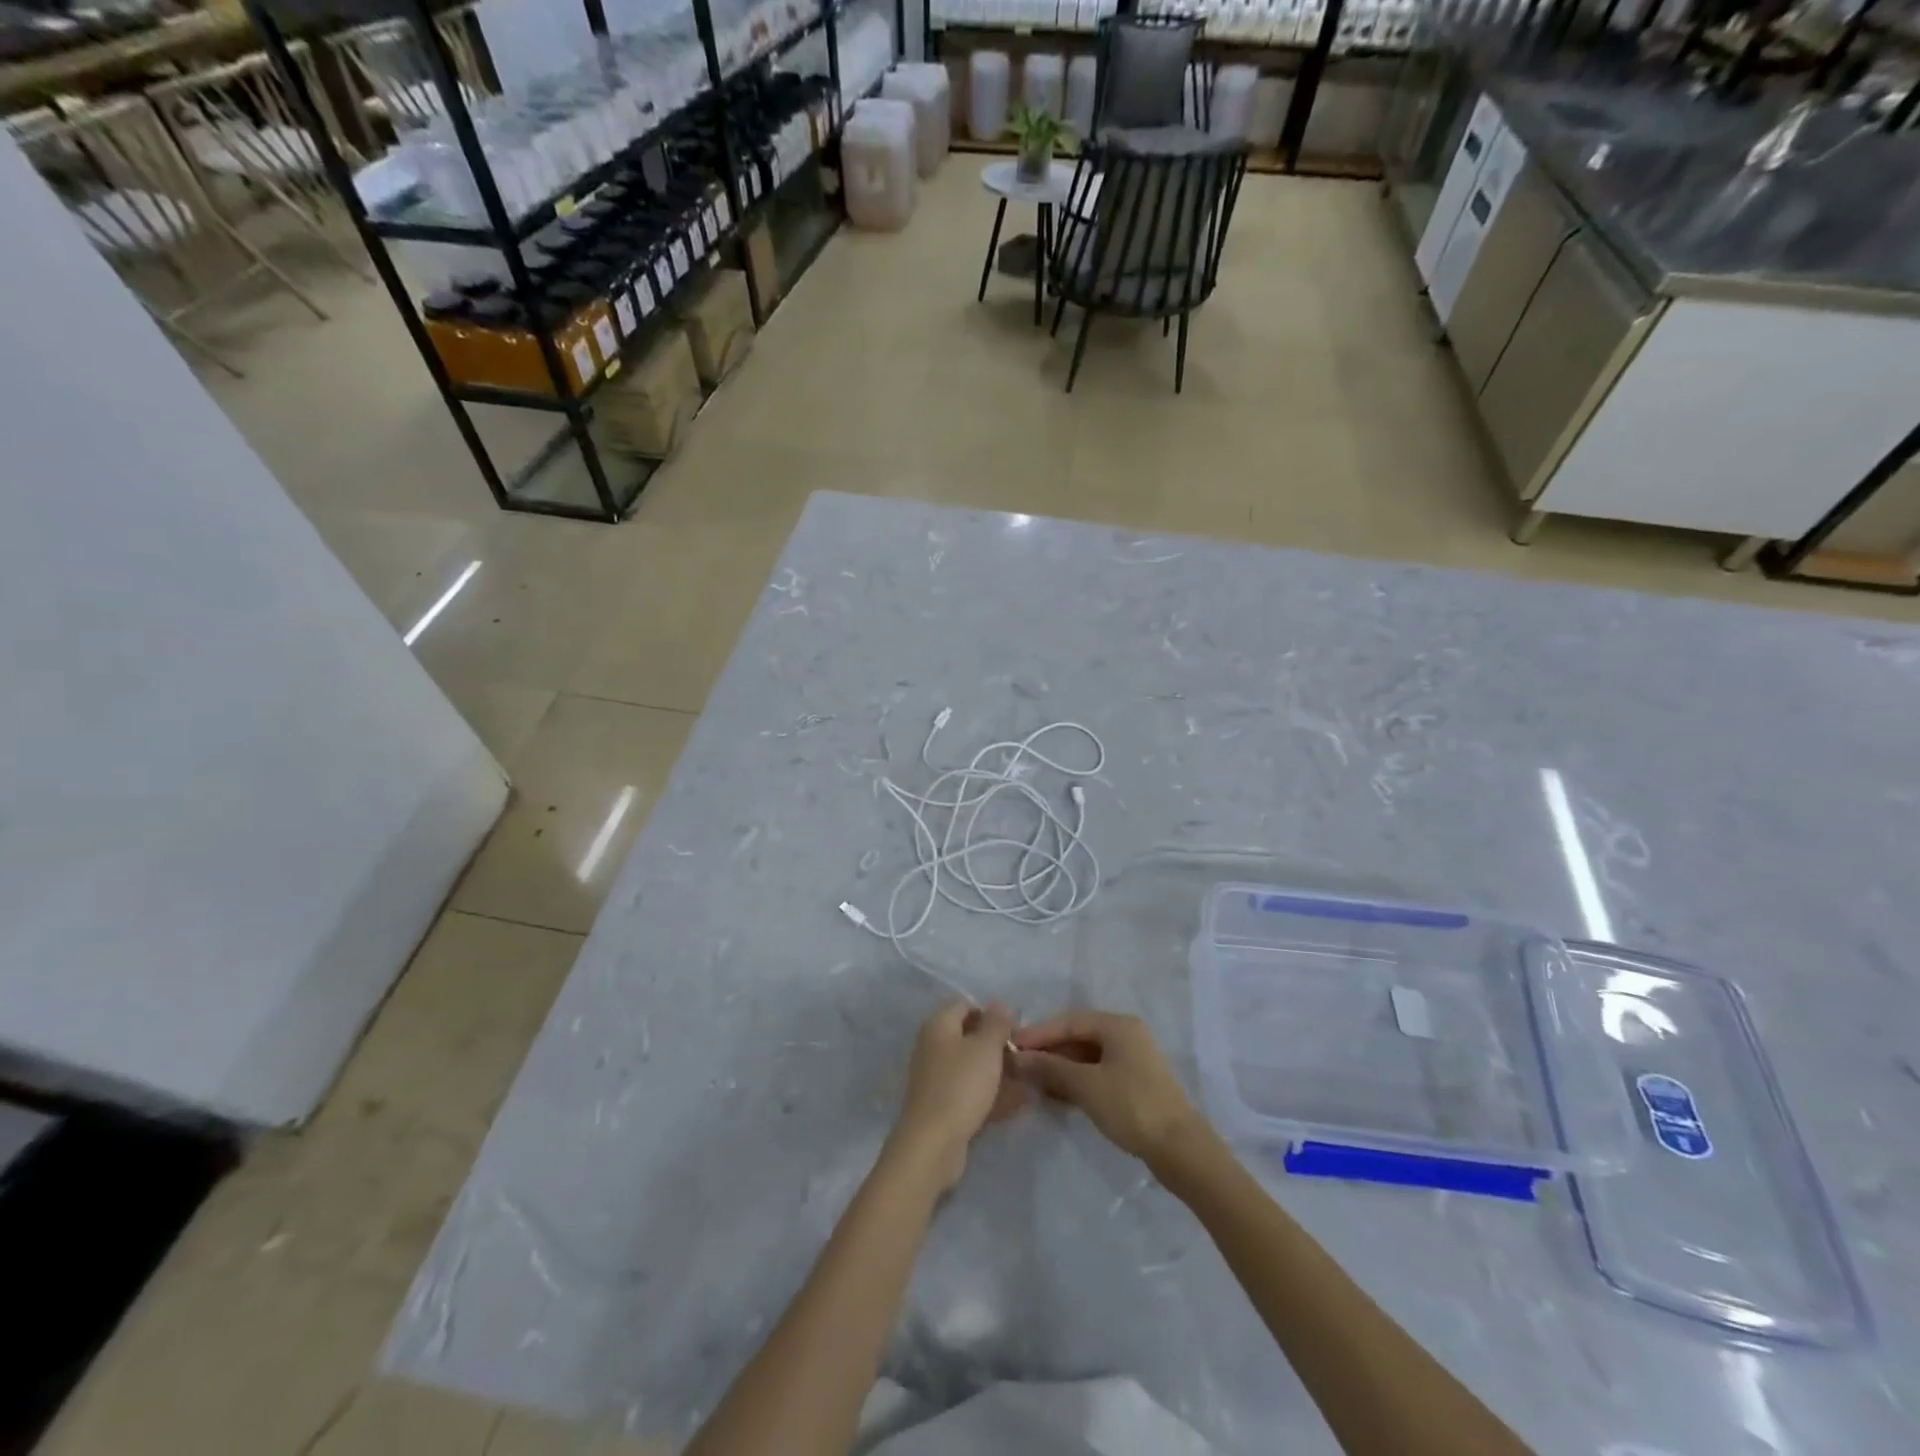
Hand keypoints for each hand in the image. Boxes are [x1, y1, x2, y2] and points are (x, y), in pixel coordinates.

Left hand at [886, 1001, 1023, 1191]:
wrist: (931, 1145)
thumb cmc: (960, 1086)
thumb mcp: (986, 1048)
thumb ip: (996, 1023)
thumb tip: (998, 1004)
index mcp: (938, 1025)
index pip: (965, 1005)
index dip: (990, 1014)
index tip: (1014, 1030)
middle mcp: (932, 1046)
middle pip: (968, 1037)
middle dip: (997, 1046)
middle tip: (1023, 1058)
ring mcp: (935, 1078)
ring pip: (971, 1067)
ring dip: (997, 1073)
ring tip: (1026, 1082)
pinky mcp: (940, 1106)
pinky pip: (969, 1092)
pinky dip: (990, 1095)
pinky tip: (1015, 1104)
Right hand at [1013, 1010, 1203, 1166]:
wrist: (1180, 1149)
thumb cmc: (1131, 1106)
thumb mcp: (1086, 1085)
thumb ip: (1051, 1067)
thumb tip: (1019, 1058)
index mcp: (1118, 1025)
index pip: (1069, 1021)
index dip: (1039, 1032)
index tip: (1012, 1046)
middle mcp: (1126, 1035)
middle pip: (1078, 1037)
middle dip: (1049, 1051)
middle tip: (1020, 1066)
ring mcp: (1132, 1060)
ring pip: (1087, 1057)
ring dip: (1060, 1068)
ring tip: (1033, 1083)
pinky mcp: (1134, 1084)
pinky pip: (1097, 1073)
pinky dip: (1076, 1081)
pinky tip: (1057, 1096)